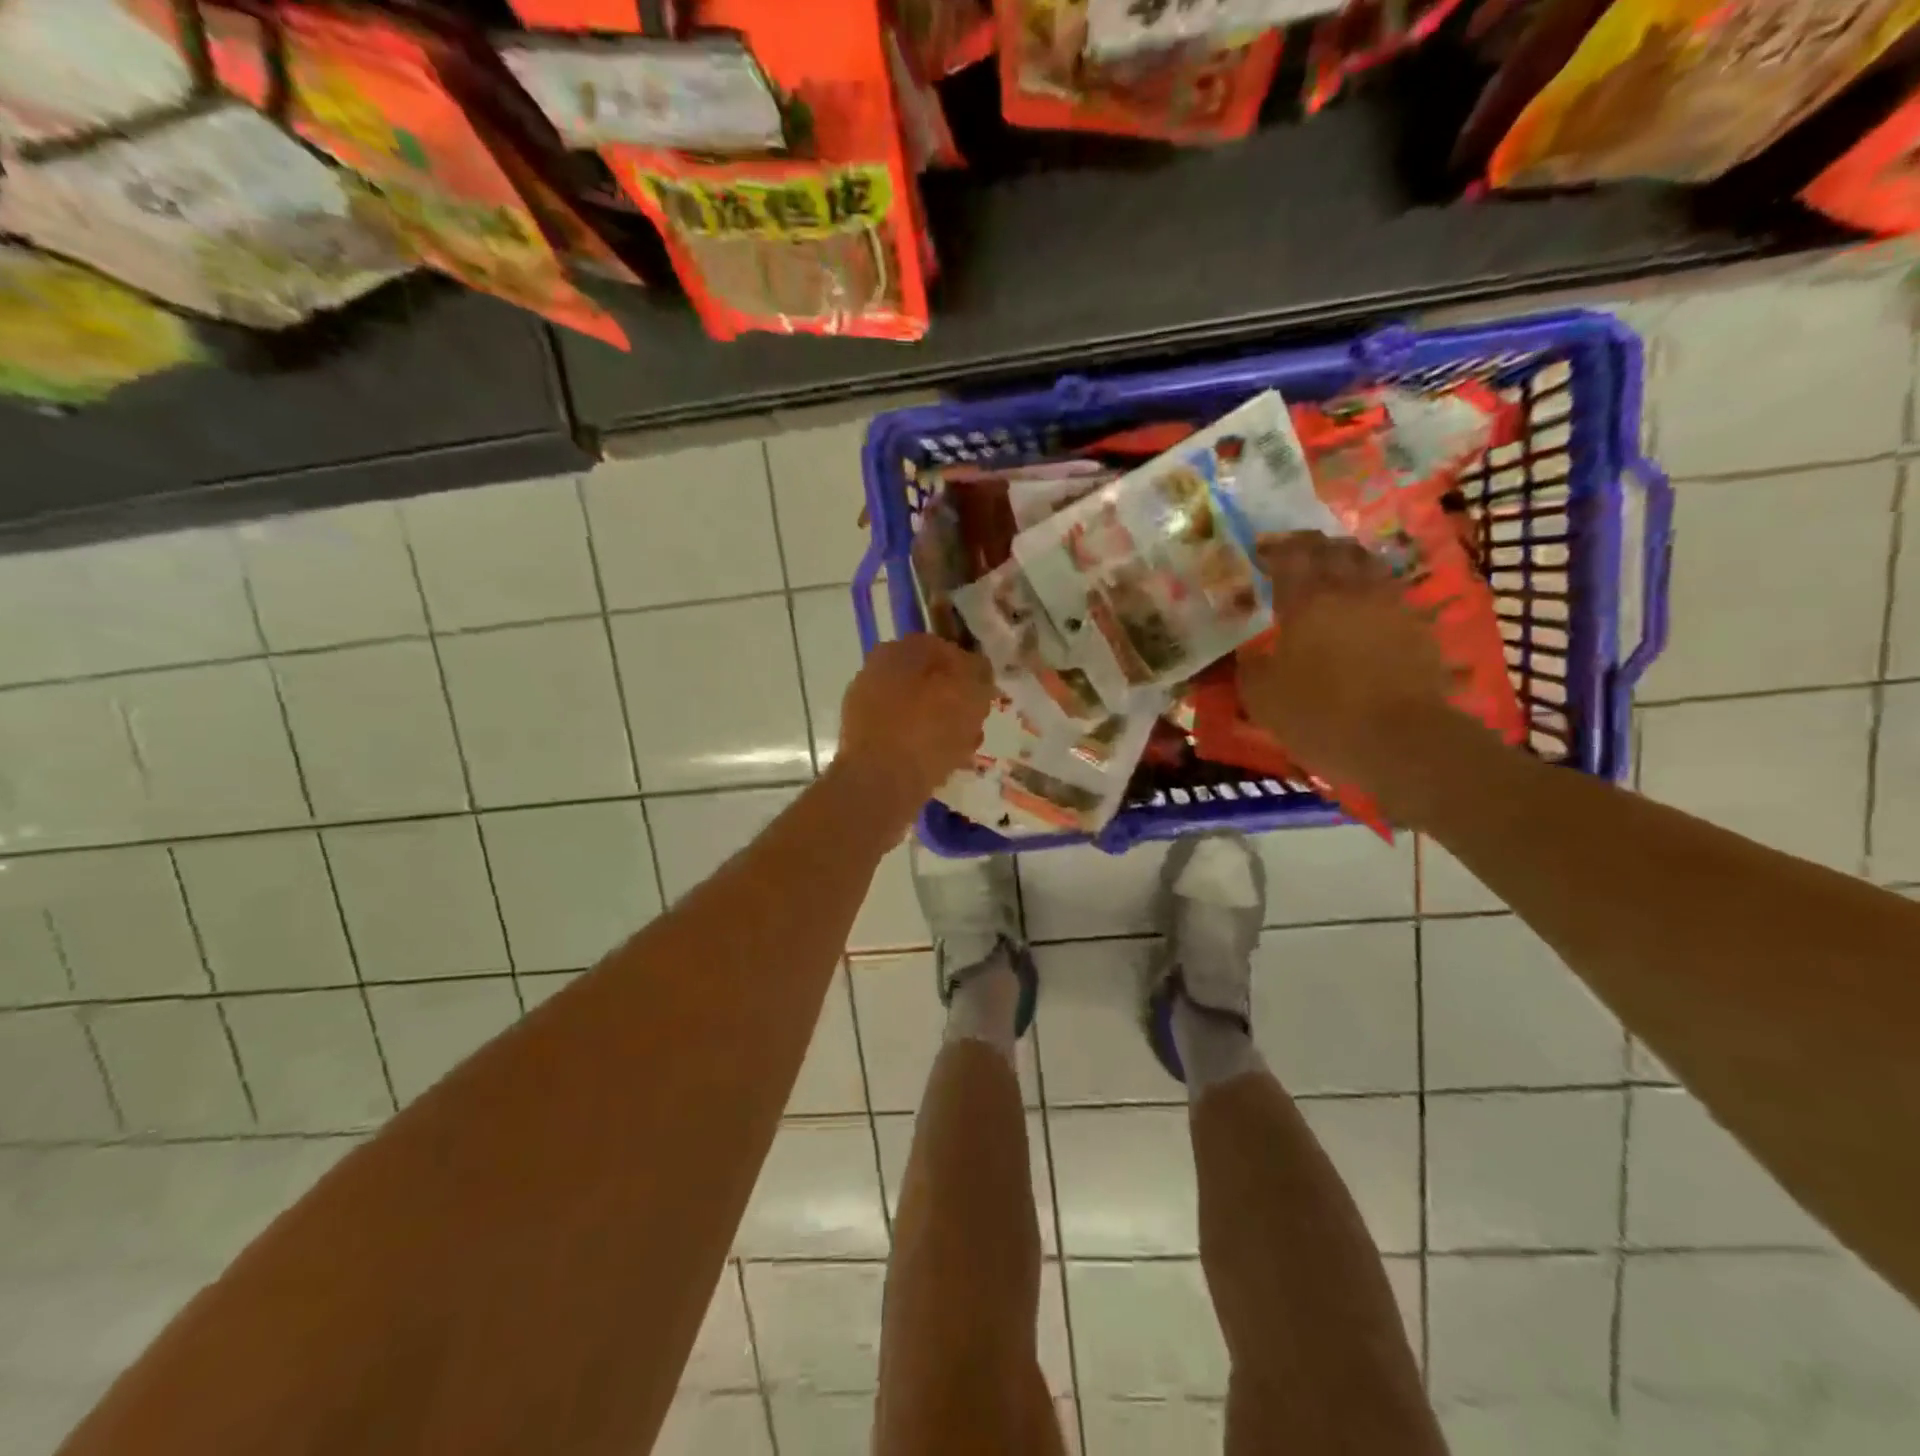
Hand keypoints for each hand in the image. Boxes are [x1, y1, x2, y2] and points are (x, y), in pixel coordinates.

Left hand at [835, 633, 994, 814]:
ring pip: (918, 712)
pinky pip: (905, 738)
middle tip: (976, 722)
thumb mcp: (970, 691)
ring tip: (964, 748)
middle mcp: (875, 672)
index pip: (944, 648)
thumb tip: (977, 670)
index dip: (971, 670)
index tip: (986, 694)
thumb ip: (979, 672)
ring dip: (943, 726)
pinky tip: (941, 765)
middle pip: (929, 682)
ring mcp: (865, 709)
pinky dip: (923, 747)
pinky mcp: (864, 743)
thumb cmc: (928, 729)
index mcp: (898, 650)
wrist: (880, 784)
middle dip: (955, 701)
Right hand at [1237, 532, 1454, 792]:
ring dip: (1344, 559)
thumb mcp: (1261, 697)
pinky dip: (1370, 587)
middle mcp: (1350, 589)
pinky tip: (1361, 605)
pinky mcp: (1417, 624)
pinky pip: (1389, 590)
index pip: (1289, 555)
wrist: (1400, 739)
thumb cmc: (1319, 715)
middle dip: (1309, 546)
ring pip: (1367, 562)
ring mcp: (1389, 603)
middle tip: (1292, 555)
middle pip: (1332, 548)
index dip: (1272, 549)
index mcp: (1306, 600)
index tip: (1259, 552)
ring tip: (1329, 572)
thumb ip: (1249, 666)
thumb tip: (1248, 652)